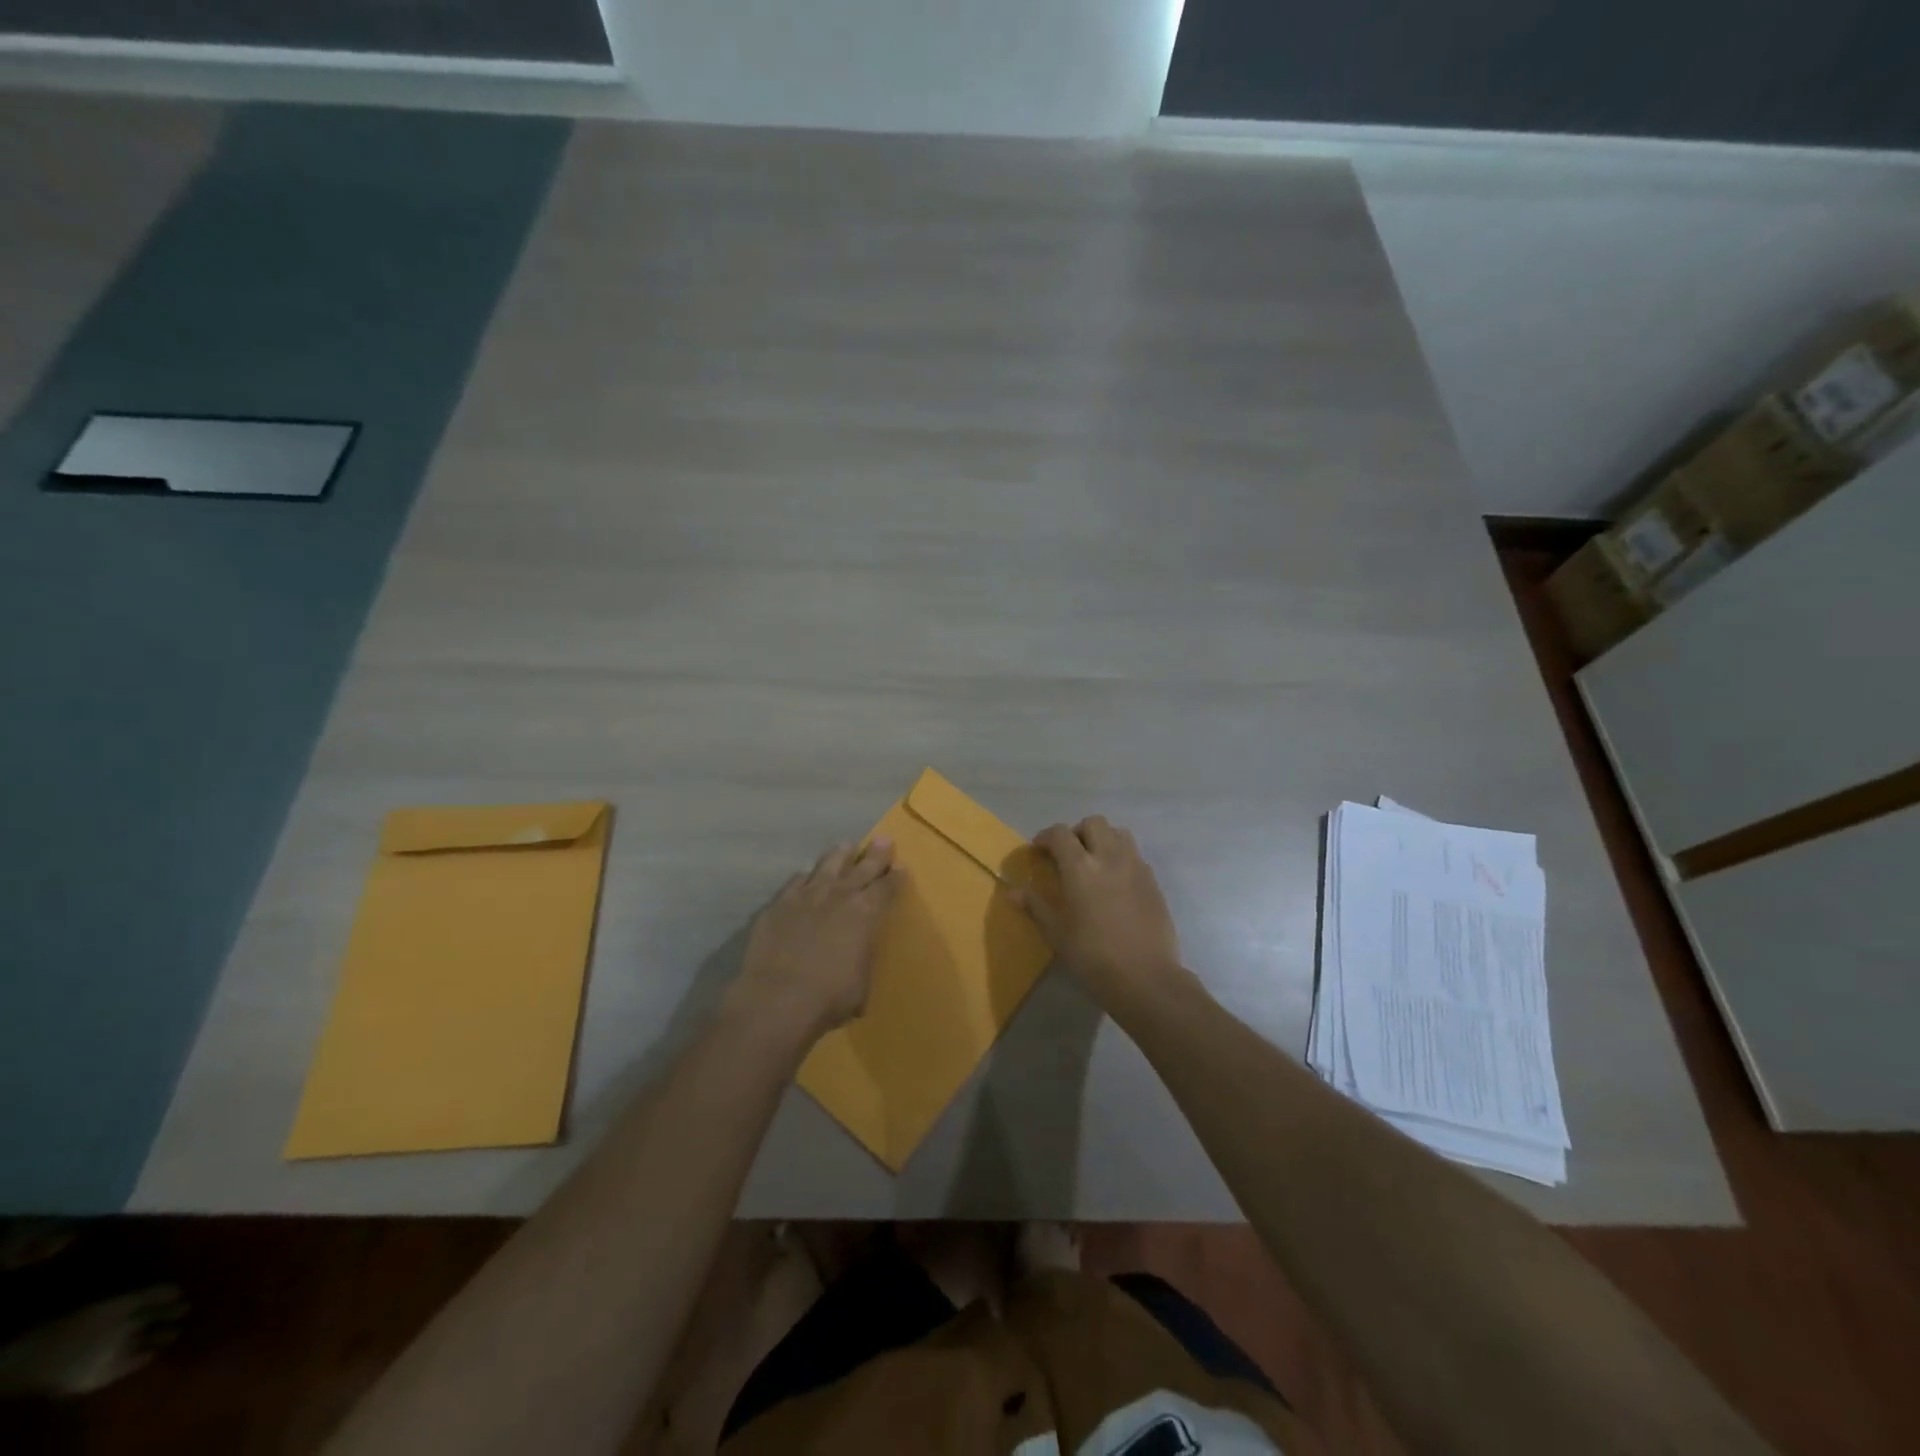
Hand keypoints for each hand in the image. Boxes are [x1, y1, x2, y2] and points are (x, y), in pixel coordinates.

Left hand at [727, 839, 902, 1043]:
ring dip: (840, 855)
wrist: (778, 999)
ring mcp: (807, 896)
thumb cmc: (829, 997)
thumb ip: (861, 958)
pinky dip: (807, 877)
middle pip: (862, 867)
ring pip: (828, 865)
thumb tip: (856, 956)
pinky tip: (807, 876)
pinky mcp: (779, 903)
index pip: (887, 888)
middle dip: (876, 854)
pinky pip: (797, 881)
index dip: (895, 876)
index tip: (900, 866)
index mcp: (866, 913)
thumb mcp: (861, 983)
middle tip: (883, 839)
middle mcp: (839, 895)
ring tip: (846, 846)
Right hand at [1008, 816, 1182, 1004]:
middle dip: (1077, 832)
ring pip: (1119, 833)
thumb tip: (1012, 892)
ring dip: (1103, 839)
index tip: (1038, 850)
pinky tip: (1115, 883)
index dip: (1046, 837)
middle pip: (1094, 823)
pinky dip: (1121, 857)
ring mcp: (1135, 867)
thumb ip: (1036, 907)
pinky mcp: (1153, 881)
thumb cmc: (1093, 956)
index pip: (1060, 834)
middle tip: (1068, 854)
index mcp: (1080, 868)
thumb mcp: (1057, 934)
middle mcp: (1109, 858)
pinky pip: (1135, 855)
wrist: (1145, 977)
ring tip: (1094, 862)